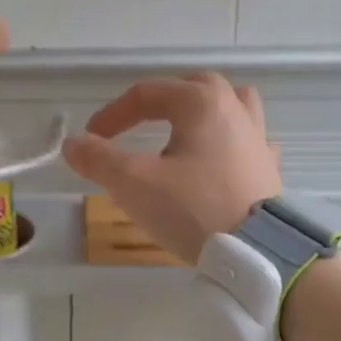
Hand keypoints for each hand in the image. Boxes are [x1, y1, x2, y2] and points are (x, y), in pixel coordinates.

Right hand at [63, 72, 281, 263]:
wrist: (256, 253)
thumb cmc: (192, 209)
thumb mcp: (134, 183)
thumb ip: (99, 159)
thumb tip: (72, 143)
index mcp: (202, 103)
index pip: (148, 94)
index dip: (113, 114)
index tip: (91, 139)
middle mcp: (235, 110)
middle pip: (195, 87)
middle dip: (162, 100)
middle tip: (138, 123)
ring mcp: (258, 139)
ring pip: (232, 106)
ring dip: (205, 112)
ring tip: (185, 133)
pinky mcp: (268, 170)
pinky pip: (250, 142)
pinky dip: (231, 144)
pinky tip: (221, 161)